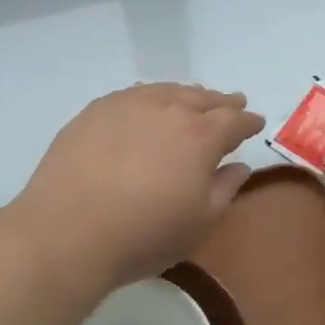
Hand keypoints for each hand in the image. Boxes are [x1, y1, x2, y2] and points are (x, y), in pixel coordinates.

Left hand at [5, 84, 264, 289]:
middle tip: (233, 102)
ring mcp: (129, 105)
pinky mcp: (96, 110)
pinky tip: (148, 104)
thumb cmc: (144, 234)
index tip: (256, 123)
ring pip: (167, 90)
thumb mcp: (200, 223)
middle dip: (222, 101)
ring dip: (187, 95)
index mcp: (201, 135)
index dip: (248, 121)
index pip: (234, 120)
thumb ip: (225, 189)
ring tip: (193, 99)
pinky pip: (134, 94)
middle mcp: (168, 109)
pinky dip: (151, 96)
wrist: (68, 232)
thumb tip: (239, 166)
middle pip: (203, 98)